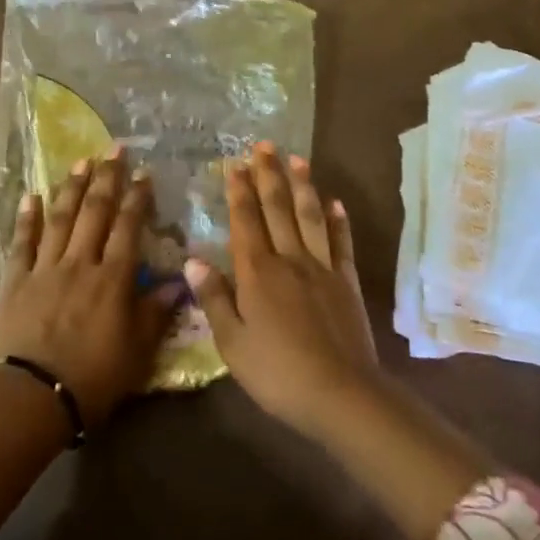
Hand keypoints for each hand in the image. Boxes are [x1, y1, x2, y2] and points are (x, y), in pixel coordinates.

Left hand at [0, 149, 175, 429]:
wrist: (34, 398)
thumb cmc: (94, 378)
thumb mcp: (138, 352)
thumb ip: (156, 312)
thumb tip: (180, 282)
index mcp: (113, 278)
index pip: (128, 227)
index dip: (137, 198)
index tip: (144, 174)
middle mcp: (81, 263)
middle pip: (95, 212)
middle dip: (106, 178)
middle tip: (113, 149)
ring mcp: (45, 268)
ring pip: (61, 218)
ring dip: (72, 187)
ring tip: (81, 161)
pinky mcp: (16, 281)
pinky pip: (22, 243)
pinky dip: (27, 218)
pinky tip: (31, 196)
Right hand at [185, 142, 378, 435]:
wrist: (341, 394)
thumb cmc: (277, 372)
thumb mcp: (232, 343)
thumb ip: (213, 299)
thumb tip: (193, 260)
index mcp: (257, 272)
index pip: (246, 221)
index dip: (240, 191)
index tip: (235, 164)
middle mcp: (290, 259)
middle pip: (278, 208)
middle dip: (269, 175)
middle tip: (264, 145)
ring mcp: (322, 268)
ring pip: (310, 216)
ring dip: (303, 185)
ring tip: (297, 159)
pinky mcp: (346, 281)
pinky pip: (341, 243)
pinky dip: (338, 220)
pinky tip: (335, 202)